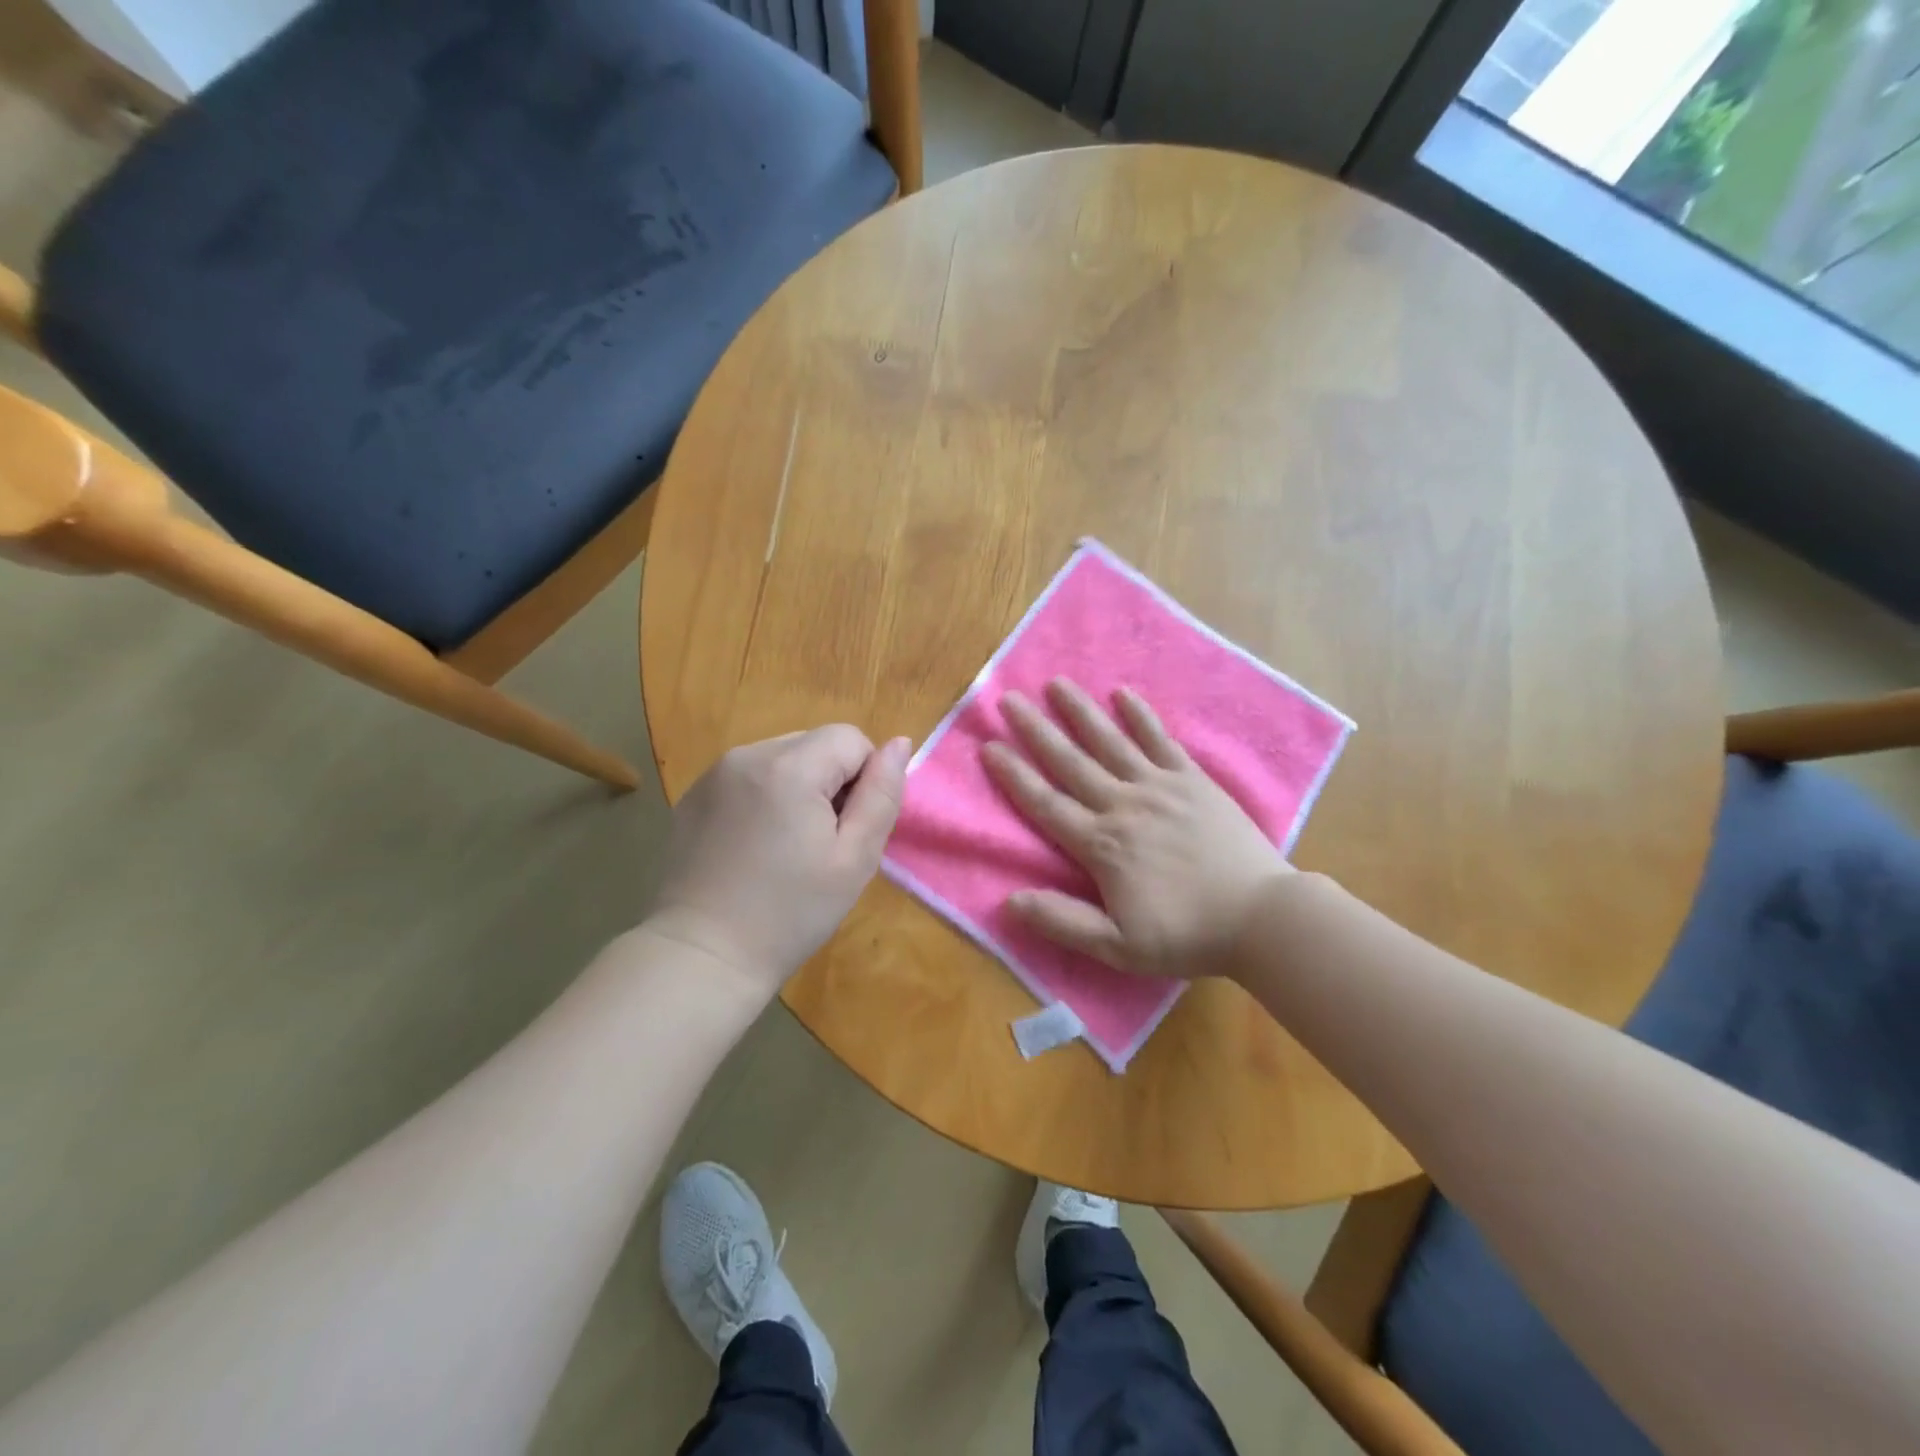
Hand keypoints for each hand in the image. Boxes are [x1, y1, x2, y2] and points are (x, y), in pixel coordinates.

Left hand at [648, 726, 910, 996]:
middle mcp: (747, 755)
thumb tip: (899, 742)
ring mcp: (714, 774)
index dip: (864, 780)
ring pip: (782, 758)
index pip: (851, 739)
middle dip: (830, 782)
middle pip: (815, 744)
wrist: (702, 958)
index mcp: (790, 767)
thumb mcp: (855, 859)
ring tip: (785, 846)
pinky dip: (763, 798)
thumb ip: (882, 794)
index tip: (848, 830)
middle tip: (820, 843)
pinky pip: (748, 777)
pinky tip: (753, 847)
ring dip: (797, 788)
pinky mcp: (693, 796)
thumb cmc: (790, 913)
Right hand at [982, 680, 1288, 978]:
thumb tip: (1009, 901)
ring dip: (1081, 712)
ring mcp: (1160, 787)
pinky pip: (1161, 741)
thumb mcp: (1118, 947)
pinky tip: (1123, 694)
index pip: (1046, 803)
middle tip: (1009, 699)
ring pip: (1110, 742)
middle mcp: (1123, 805)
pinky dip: (1141, 716)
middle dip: (1036, 730)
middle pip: (1071, 762)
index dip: (1014, 775)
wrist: (1261, 917)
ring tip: (1056, 684)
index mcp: (1101, 844)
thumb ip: (1063, 922)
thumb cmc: (1187, 934)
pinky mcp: (1193, 781)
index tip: (989, 745)